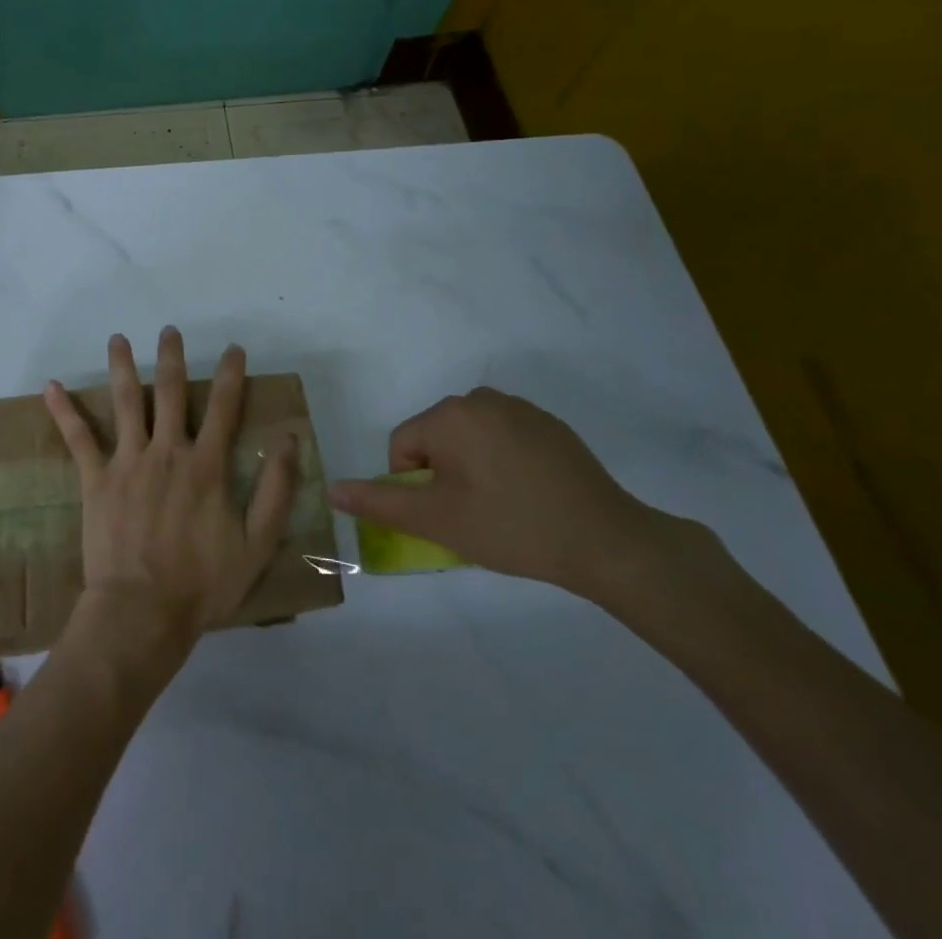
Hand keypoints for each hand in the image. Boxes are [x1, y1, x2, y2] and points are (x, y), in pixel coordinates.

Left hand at [44, 328, 298, 658]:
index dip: (230, 375)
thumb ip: (276, 490)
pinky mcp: (96, 479)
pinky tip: (50, 386)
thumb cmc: (202, 584)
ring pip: (126, 402)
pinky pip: (78, 438)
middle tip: (169, 331)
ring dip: (122, 367)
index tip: (232, 349)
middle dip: (172, 358)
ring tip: (117, 339)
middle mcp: (167, 452)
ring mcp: (128, 462)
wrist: (143, 612)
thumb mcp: (256, 544)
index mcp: (206, 466)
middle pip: (171, 392)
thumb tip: (289, 440)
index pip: (223, 408)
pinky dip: (64, 411)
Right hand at [327, 386, 677, 595]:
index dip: (415, 485)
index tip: (447, 515)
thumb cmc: (512, 528)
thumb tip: (332, 490)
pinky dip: (503, 462)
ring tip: (503, 507)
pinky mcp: (549, 424)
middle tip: (473, 514)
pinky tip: (529, 495)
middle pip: (436, 437)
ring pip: (469, 439)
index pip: (403, 445)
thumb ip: (380, 503)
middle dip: (443, 474)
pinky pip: (503, 438)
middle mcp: (480, 398)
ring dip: (471, 468)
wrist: (609, 542)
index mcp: (450, 414)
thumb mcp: (438, 521)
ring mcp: (520, 408)